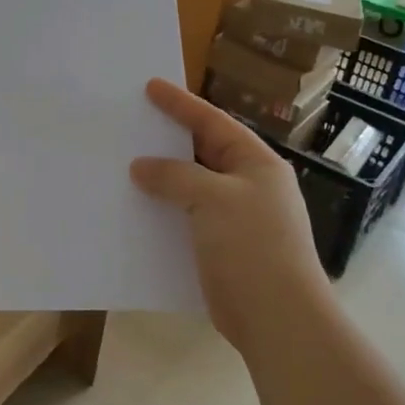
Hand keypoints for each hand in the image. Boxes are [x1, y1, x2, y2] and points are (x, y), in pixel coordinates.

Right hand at [130, 78, 326, 352]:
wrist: (278, 319)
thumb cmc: (252, 246)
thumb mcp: (212, 199)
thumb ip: (175, 176)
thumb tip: (141, 167)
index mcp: (256, 163)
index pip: (213, 122)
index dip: (181, 104)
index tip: (150, 86)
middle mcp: (249, 186)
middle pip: (203, 152)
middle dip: (168, 140)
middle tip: (133, 123)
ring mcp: (237, 219)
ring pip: (192, 187)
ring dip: (162, 179)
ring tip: (125, 164)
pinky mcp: (222, 248)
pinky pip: (187, 218)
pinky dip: (165, 211)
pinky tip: (137, 210)